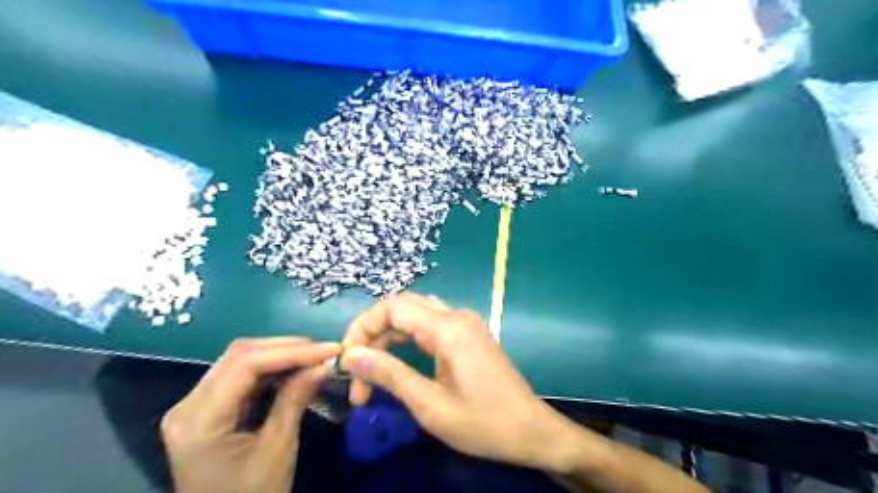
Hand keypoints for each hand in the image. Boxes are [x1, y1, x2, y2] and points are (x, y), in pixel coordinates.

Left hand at [163, 336, 341, 492]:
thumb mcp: (278, 449)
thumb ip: (296, 399)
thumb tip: (325, 363)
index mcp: (198, 420)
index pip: (246, 364)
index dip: (292, 351)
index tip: (330, 349)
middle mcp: (187, 405)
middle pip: (240, 355)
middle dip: (287, 347)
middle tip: (324, 350)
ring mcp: (194, 406)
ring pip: (240, 360)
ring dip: (280, 354)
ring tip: (315, 356)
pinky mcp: (206, 409)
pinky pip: (240, 376)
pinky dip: (271, 368)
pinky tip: (295, 368)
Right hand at [339, 295, 573, 471]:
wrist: (531, 430)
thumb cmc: (483, 423)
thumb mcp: (430, 405)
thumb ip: (389, 374)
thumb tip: (351, 355)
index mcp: (447, 328)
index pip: (391, 307)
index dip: (362, 327)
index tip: (346, 360)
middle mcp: (456, 315)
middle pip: (402, 307)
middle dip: (373, 335)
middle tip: (357, 373)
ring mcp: (465, 322)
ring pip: (415, 315)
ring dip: (389, 338)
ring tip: (372, 373)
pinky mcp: (469, 333)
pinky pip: (430, 325)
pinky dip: (408, 340)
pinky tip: (397, 362)